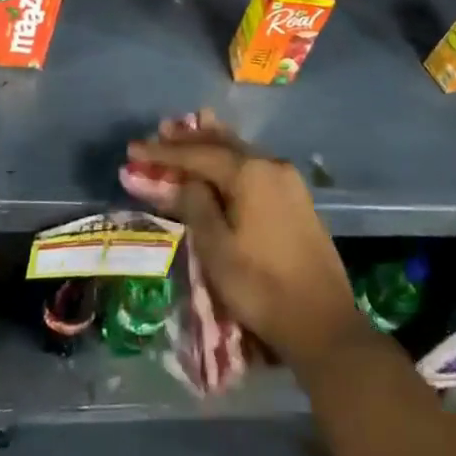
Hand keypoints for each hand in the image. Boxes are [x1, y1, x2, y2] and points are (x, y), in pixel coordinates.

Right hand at [125, 112, 365, 372]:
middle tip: (159, 132)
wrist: (323, 324)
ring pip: (239, 152)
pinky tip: (219, 163)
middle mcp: (271, 165)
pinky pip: (253, 167)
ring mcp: (288, 181)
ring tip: (184, 138)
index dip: (162, 152)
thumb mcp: (216, 248)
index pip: (197, 153)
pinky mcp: (296, 199)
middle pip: (221, 143)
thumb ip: (194, 204)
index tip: (133, 150)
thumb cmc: (261, 286)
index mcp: (250, 172)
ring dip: (209, 147)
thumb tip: (185, 179)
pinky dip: (229, 162)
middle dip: (188, 139)